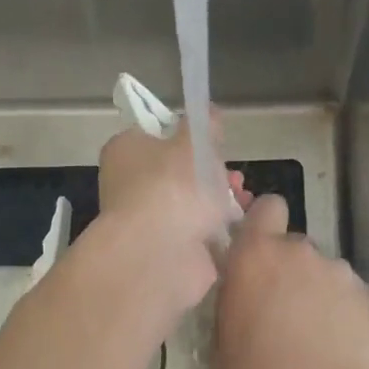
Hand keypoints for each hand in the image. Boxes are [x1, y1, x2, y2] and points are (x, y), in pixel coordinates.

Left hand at [87, 120, 244, 330]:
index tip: (210, 141)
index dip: (184, 135)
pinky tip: (238, 222)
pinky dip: (217, 226)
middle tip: (232, 174)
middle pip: (176, 170)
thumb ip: (204, 124)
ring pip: (189, 201)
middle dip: (211, 170)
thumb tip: (208, 112)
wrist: (160, 255)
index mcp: (125, 151)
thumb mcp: (194, 142)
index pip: (154, 134)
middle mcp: (129, 184)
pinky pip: (196, 229)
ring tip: (243, 197)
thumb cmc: (172, 186)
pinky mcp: (165, 249)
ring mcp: (146, 219)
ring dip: (218, 198)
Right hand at [214, 194, 368, 368]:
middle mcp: (298, 251)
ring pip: (322, 272)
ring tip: (315, 336)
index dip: (264, 225)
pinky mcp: (368, 296)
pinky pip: (347, 294)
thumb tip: (243, 288)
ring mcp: (338, 271)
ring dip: (316, 292)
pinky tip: (339, 347)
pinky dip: (342, 312)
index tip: (257, 252)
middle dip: (288, 270)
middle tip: (282, 311)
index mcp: (255, 256)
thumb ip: (235, 298)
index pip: (266, 208)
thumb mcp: (224, 341)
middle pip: (293, 247)